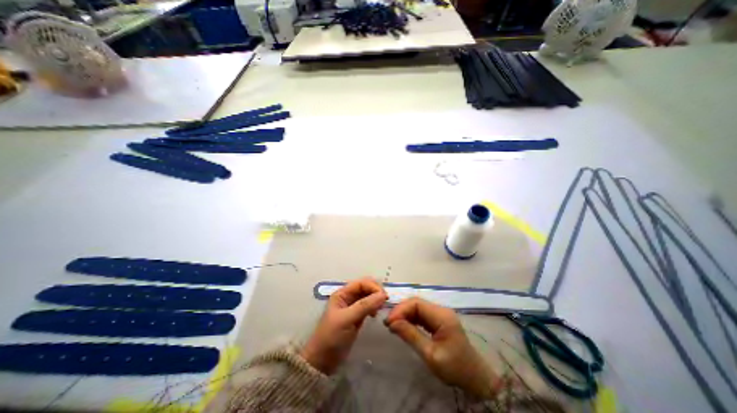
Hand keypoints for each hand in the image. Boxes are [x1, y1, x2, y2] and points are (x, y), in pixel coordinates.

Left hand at [302, 277, 386, 373]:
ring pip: (368, 296)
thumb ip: (365, 306)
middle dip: (376, 292)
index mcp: (342, 293)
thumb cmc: (332, 336)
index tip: (384, 296)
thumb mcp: (347, 319)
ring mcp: (353, 306)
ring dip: (376, 299)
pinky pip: (369, 306)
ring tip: (380, 309)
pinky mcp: (357, 316)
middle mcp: (348, 297)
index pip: (361, 283)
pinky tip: (375, 314)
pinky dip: (374, 307)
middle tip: (384, 302)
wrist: (323, 361)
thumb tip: (383, 295)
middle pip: (366, 287)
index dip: (373, 287)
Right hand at [387, 298, 501, 397]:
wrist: (475, 378)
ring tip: (393, 325)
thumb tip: (392, 323)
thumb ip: (411, 336)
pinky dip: (411, 319)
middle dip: (401, 311)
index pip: (416, 304)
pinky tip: (403, 326)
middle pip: (416, 303)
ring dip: (404, 314)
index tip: (389, 322)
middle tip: (388, 323)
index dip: (401, 309)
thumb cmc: (455, 368)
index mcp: (442, 316)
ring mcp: (440, 314)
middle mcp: (441, 310)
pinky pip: (421, 314)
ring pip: (418, 307)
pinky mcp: (439, 320)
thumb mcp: (431, 355)